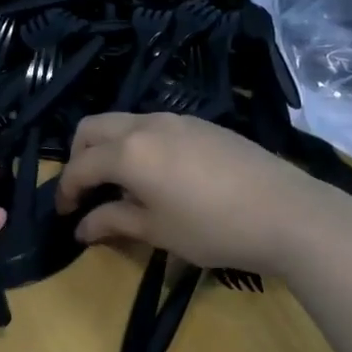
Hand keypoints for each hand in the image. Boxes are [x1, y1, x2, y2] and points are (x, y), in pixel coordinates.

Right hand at [56, 113, 351, 276]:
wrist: (286, 212)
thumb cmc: (213, 228)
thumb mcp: (157, 231)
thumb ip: (113, 221)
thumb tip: (81, 226)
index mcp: (128, 151)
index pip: (81, 166)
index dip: (66, 190)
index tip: (65, 214)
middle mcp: (146, 125)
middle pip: (93, 128)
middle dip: (79, 156)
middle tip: (86, 191)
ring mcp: (176, 119)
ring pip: (124, 122)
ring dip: (110, 148)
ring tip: (122, 185)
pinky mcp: (202, 124)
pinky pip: (153, 126)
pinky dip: (138, 144)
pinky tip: (158, 175)